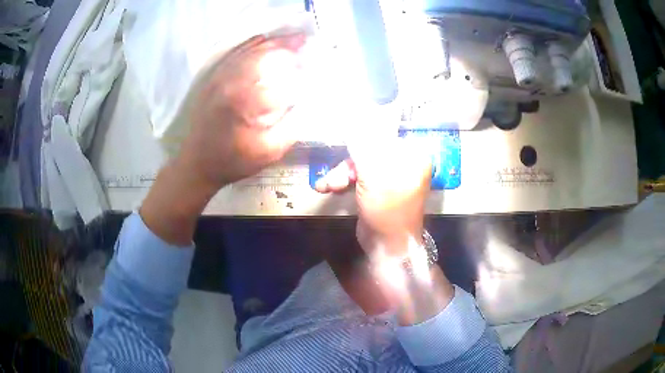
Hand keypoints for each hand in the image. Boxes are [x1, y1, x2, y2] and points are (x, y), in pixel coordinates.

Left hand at [176, 33, 306, 194]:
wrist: (197, 163)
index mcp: (247, 100)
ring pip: (250, 50)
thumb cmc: (233, 160)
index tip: (317, 71)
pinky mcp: (213, 78)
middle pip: (266, 54)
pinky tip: (264, 40)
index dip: (302, 73)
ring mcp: (220, 76)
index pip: (283, 78)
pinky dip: (252, 44)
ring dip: (273, 42)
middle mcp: (232, 81)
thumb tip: (311, 103)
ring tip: (292, 38)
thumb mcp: (269, 151)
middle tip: (307, 41)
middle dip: (289, 46)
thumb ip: (293, 126)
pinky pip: (235, 54)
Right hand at [315, 140, 431, 257]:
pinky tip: (327, 187)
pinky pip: (357, 176)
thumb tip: (352, 116)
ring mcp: (389, 175)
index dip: (361, 134)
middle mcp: (403, 162)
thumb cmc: (388, 210)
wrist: (387, 248)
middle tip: (334, 176)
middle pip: (368, 149)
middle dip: (347, 163)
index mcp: (412, 155)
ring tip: (328, 186)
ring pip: (359, 163)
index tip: (341, 135)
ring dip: (340, 174)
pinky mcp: (376, 187)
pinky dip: (342, 181)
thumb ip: (363, 146)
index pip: (384, 133)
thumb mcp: (374, 175)